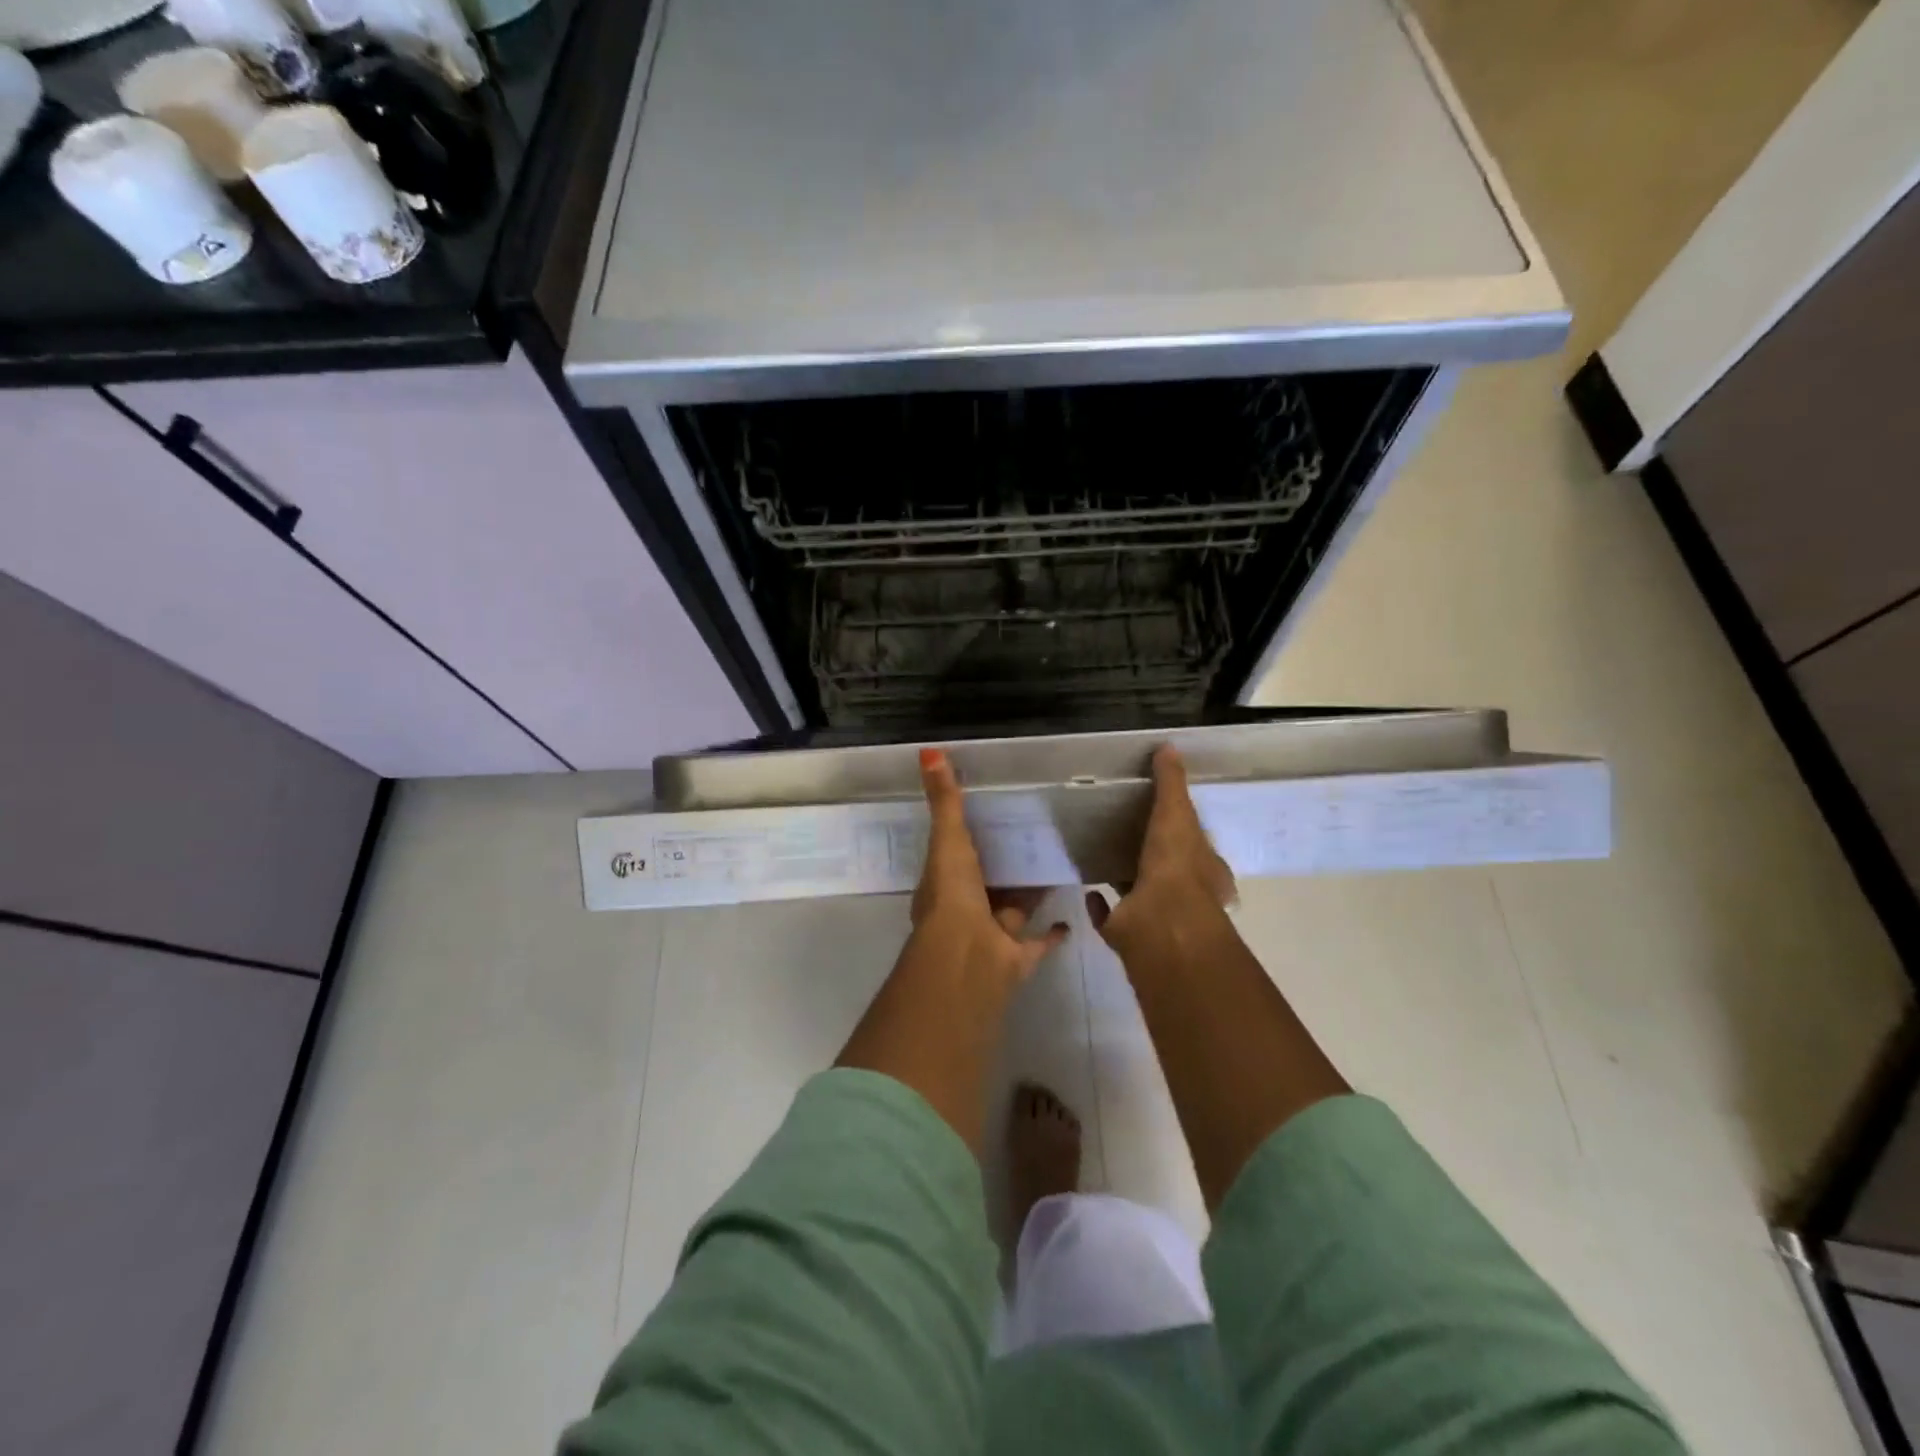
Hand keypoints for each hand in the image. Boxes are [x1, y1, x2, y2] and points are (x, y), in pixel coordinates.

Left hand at [912, 749, 1068, 983]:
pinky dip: (1052, 933)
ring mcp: (992, 936)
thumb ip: (944, 800)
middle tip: (1029, 839)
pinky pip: (1038, 942)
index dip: (967, 840)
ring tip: (1052, 866)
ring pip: (1013, 910)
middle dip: (1002, 867)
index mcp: (945, 885)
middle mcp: (966, 911)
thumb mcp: (949, 840)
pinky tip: (1069, 916)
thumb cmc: (953, 896)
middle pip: (987, 884)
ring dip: (1028, 893)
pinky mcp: (1018, 957)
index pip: (956, 857)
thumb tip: (928, 751)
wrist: (969, 960)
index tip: (989, 817)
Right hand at [1087, 745, 1235, 952]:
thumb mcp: (1177, 814)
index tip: (1166, 818)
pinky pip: (1111, 917)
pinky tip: (1088, 890)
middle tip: (1128, 834)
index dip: (1187, 834)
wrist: (1159, 924)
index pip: (1199, 849)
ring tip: (1104, 856)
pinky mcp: (1128, 933)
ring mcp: (1156, 918)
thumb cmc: (1177, 867)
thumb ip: (1171, 783)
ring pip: (1140, 893)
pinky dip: (1100, 905)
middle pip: (1169, 872)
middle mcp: (1186, 897)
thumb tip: (1168, 746)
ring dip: (1126, 877)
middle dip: (1153, 856)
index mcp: (1206, 872)